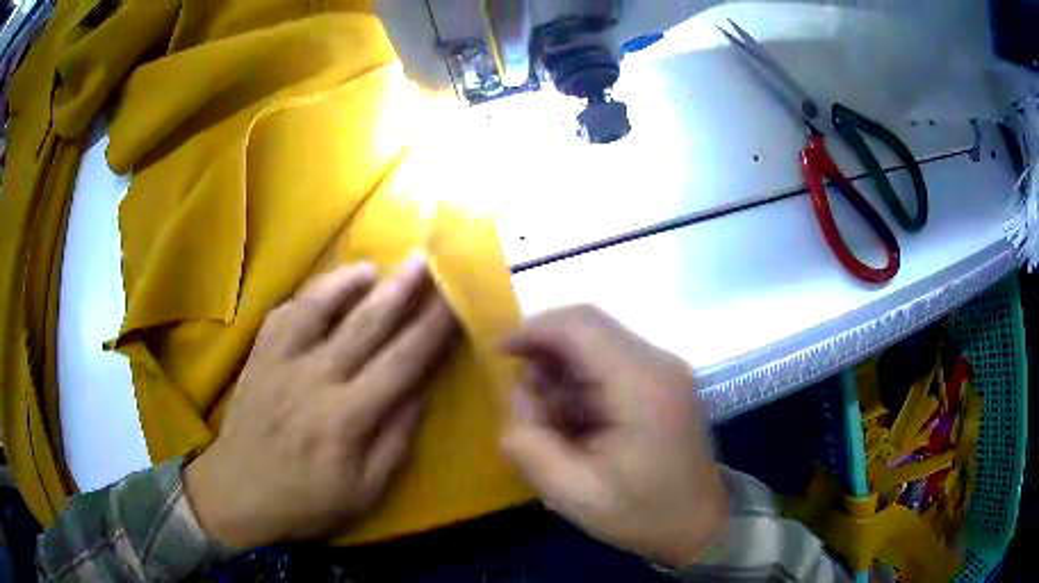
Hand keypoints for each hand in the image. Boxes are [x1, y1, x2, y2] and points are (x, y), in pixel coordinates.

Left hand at [184, 257, 457, 547]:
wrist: (238, 492)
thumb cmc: (306, 500)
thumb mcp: (365, 490)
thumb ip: (395, 440)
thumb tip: (420, 391)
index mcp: (347, 417)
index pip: (401, 362)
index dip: (431, 329)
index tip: (454, 301)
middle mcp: (315, 379)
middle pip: (365, 325)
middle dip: (400, 290)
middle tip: (424, 260)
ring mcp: (281, 362)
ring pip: (319, 308)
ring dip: (348, 282)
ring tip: (374, 267)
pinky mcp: (258, 357)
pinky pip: (283, 314)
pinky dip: (307, 296)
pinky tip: (324, 289)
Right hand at [501, 306, 725, 567]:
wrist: (700, 526)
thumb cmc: (642, 513)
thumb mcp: (573, 493)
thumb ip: (528, 444)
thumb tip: (515, 398)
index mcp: (642, 383)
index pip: (580, 325)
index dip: (533, 329)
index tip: (500, 354)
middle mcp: (658, 363)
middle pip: (587, 330)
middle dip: (545, 359)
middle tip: (529, 410)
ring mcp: (665, 371)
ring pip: (595, 347)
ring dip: (563, 377)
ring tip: (555, 429)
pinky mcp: (664, 383)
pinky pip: (610, 366)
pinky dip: (582, 388)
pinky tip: (578, 428)